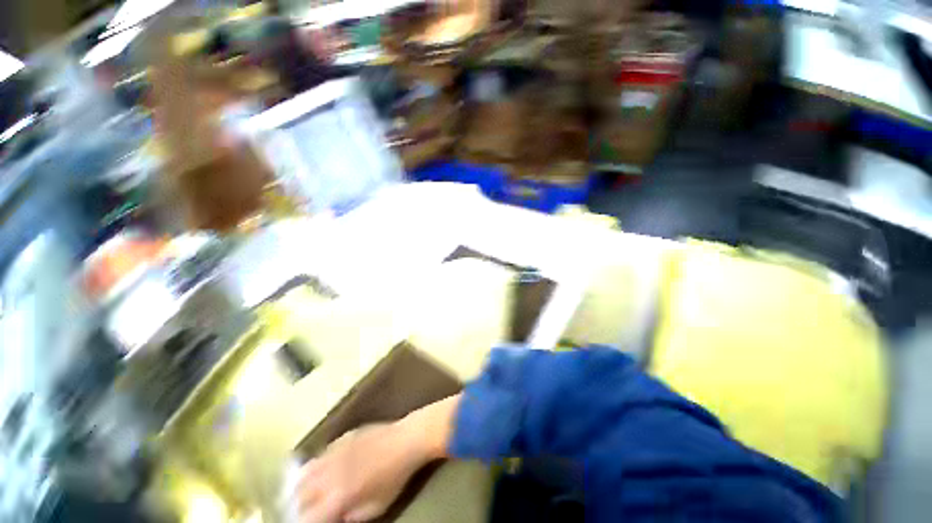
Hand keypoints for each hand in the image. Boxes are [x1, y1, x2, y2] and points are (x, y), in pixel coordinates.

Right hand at [295, 422, 432, 522]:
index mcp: (340, 495)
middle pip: (300, 493)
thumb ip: (352, 516)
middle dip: (298, 504)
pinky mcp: (343, 437)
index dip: (303, 522)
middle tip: (302, 509)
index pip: (308, 516)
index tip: (306, 522)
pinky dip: (315, 464)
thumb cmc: (395, 476)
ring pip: (306, 470)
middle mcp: (332, 473)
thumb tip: (337, 516)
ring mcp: (336, 452)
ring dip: (301, 483)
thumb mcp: (377, 506)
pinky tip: (322, 468)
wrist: (406, 440)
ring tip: (303, 490)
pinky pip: (321, 452)